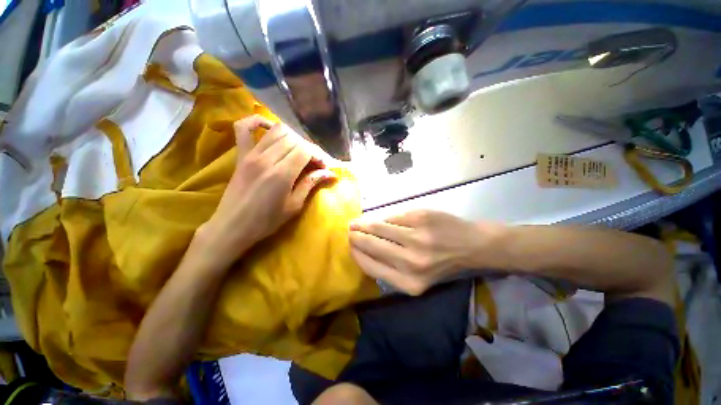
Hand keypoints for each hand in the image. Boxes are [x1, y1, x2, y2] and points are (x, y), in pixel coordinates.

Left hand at [200, 115, 336, 266]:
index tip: (324, 167)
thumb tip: (330, 173)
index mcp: (282, 174)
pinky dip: (257, 122)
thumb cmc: (266, 221)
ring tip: (299, 152)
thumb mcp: (294, 206)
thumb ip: (310, 184)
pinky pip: (244, 128)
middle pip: (294, 139)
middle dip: (309, 148)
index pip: (305, 150)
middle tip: (314, 163)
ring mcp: (251, 154)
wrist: (233, 226)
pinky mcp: (241, 155)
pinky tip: (269, 128)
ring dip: (293, 138)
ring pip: (277, 131)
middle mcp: (266, 158)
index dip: (318, 155)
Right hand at [349, 210, 501, 294]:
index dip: (356, 253)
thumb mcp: (416, 278)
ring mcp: (416, 237)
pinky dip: (385, 218)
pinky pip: (393, 217)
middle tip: (349, 230)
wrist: (471, 246)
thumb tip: (362, 250)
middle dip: (356, 236)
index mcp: (408, 282)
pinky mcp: (420, 218)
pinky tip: (380, 219)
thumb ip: (389, 268)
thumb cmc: (442, 264)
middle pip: (372, 245)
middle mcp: (411, 262)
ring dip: (365, 224)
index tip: (349, 245)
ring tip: (357, 222)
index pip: (370, 266)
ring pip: (379, 227)